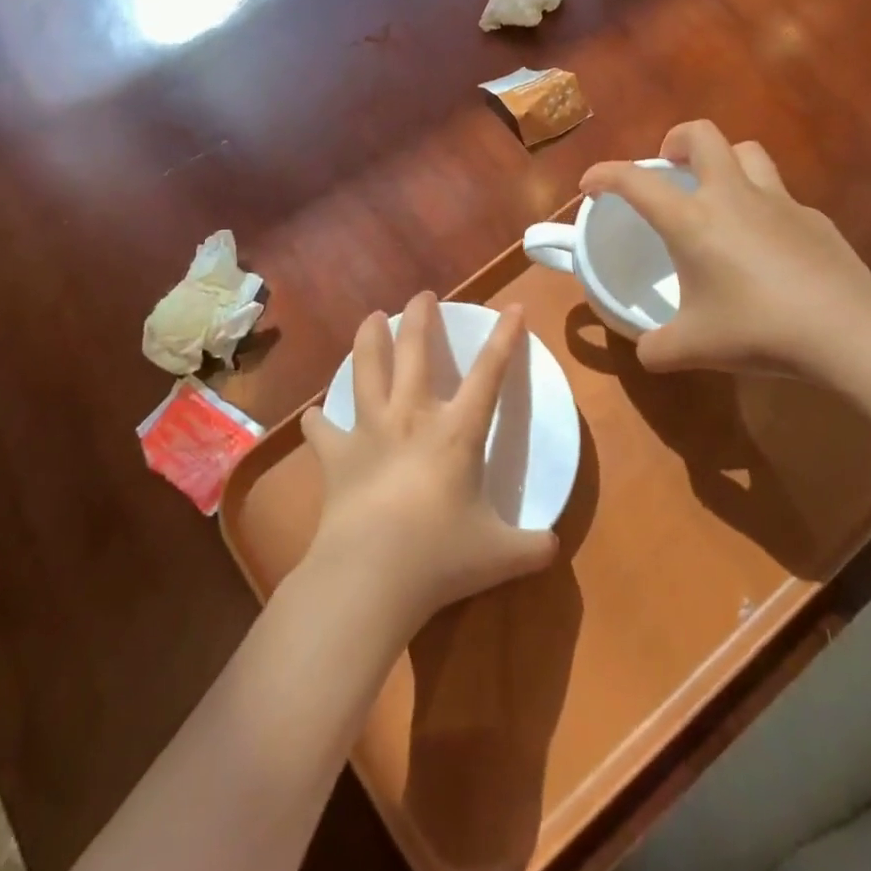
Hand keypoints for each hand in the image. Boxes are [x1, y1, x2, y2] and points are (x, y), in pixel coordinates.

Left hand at [298, 293, 557, 636]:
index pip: (489, 373)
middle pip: (416, 351)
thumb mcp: (501, 555)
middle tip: (421, 295)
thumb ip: (532, 547)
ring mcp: (369, 431)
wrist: (371, 574)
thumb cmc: (441, 557)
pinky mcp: (336, 456)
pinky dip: (320, 421)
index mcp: (457, 431)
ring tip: (370, 318)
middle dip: (420, 317)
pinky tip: (316, 415)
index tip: (513, 307)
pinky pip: (323, 430)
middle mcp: (412, 416)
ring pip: (366, 369)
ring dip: (368, 339)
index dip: (505, 337)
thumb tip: (554, 548)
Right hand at [580, 120, 870, 381]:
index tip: (590, 186)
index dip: (604, 174)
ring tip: (715, 194)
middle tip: (668, 169)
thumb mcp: (692, 349)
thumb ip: (657, 347)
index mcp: (692, 221)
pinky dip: (761, 205)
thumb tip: (646, 350)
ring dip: (723, 161)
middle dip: (675, 140)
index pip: (635, 181)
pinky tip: (765, 245)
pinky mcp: (814, 218)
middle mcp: (732, 197)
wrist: (848, 334)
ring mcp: (778, 202)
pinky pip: (779, 195)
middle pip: (702, 135)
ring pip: (746, 152)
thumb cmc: (758, 331)